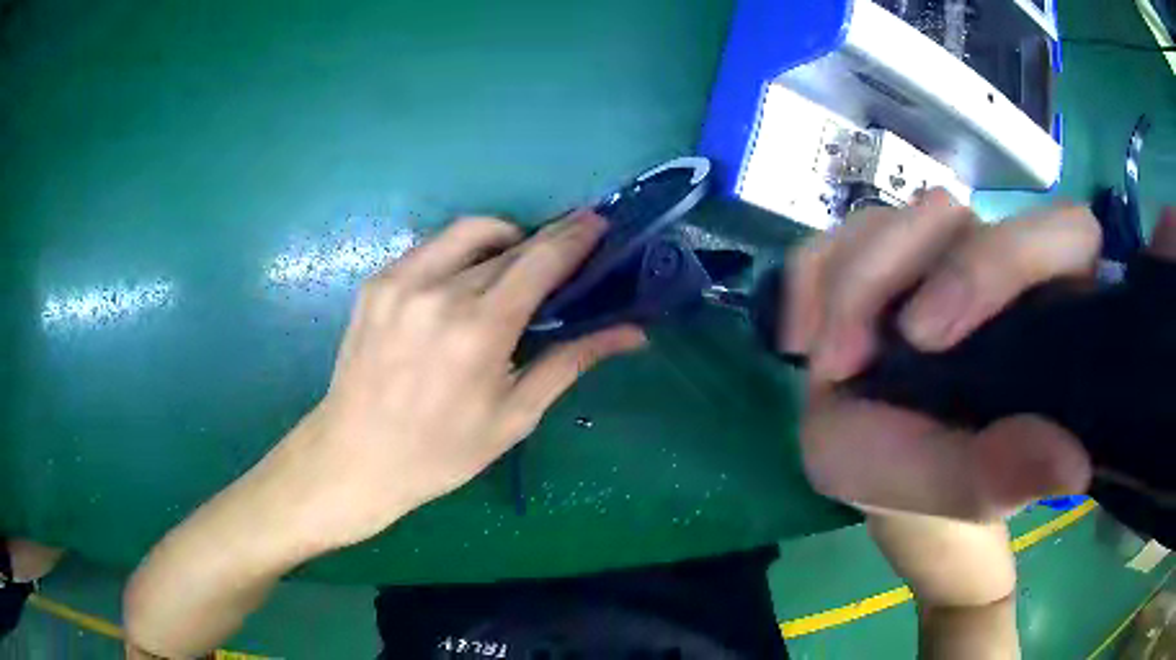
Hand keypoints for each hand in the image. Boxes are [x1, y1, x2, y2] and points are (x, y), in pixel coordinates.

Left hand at [270, 210, 644, 549]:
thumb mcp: (515, 416)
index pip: (540, 260)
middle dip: (545, 241)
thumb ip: (572, 362)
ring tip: (517, 264)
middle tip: (566, 253)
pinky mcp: (377, 282)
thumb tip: (632, 333)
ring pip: (469, 233)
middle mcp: (439, 291)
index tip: (598, 223)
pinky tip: (466, 281)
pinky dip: (462, 253)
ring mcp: (401, 281)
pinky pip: (432, 248)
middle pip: (509, 244)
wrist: (356, 456)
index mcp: (479, 330)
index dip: (575, 236)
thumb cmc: (442, 451)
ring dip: (504, 238)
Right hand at [782, 190, 1118, 519]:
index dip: (1004, 259)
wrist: (891, 483)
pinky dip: (808, 282)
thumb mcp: (968, 493)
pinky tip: (800, 338)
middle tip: (846, 357)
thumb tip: (1074, 461)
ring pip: (889, 219)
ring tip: (828, 362)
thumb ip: (1008, 473)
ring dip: (846, 284)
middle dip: (893, 269)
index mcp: (1044, 308)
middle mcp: (993, 267)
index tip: (927, 338)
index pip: (1062, 233)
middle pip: (954, 214)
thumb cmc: (940, 489)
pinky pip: (834, 242)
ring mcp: (930, 261)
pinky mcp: (875, 265)